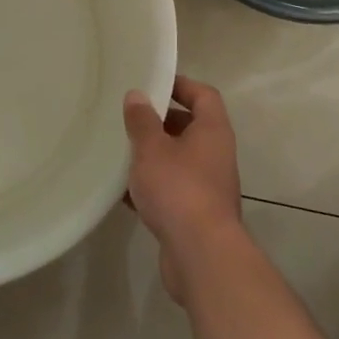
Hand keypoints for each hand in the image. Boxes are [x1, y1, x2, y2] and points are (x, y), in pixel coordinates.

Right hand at [123, 76, 242, 302]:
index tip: (154, 83)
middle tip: (130, 118)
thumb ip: (142, 121)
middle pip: (190, 127)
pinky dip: (152, 188)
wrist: (201, 255)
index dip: (181, 85)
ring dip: (154, 157)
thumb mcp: (152, 148)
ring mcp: (209, 187)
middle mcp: (216, 155)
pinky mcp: (197, 215)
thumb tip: (136, 95)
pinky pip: (173, 191)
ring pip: (179, 161)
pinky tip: (124, 193)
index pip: (204, 95)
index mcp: (213, 131)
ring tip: (122, 153)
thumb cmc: (178, 189)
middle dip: (161, 122)